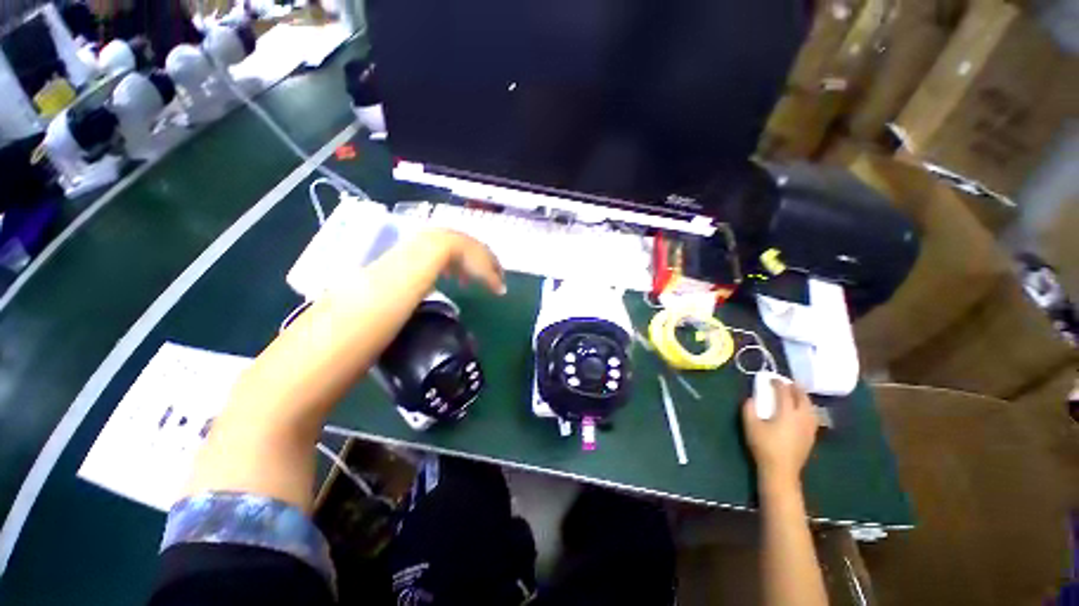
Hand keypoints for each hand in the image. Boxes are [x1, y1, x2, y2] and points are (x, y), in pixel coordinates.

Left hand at [432, 229, 506, 294]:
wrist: (442, 244)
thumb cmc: (467, 259)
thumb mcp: (484, 274)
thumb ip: (494, 282)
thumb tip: (503, 290)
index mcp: (486, 249)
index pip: (495, 261)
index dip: (498, 272)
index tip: (499, 281)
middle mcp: (473, 244)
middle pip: (479, 259)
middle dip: (480, 272)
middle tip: (480, 283)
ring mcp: (457, 242)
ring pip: (464, 259)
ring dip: (465, 271)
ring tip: (462, 283)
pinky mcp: (442, 244)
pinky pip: (449, 258)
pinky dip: (451, 268)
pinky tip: (447, 276)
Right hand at [743, 380, 817, 491]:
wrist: (781, 471)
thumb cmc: (764, 446)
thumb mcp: (750, 426)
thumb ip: (749, 408)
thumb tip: (751, 398)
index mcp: (787, 412)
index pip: (784, 392)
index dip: (778, 383)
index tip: (771, 378)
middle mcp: (802, 417)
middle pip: (802, 397)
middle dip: (795, 387)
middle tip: (786, 382)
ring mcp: (809, 427)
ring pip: (810, 407)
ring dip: (803, 397)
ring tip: (795, 394)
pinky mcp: (811, 436)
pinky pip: (812, 416)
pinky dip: (807, 408)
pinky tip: (802, 411)